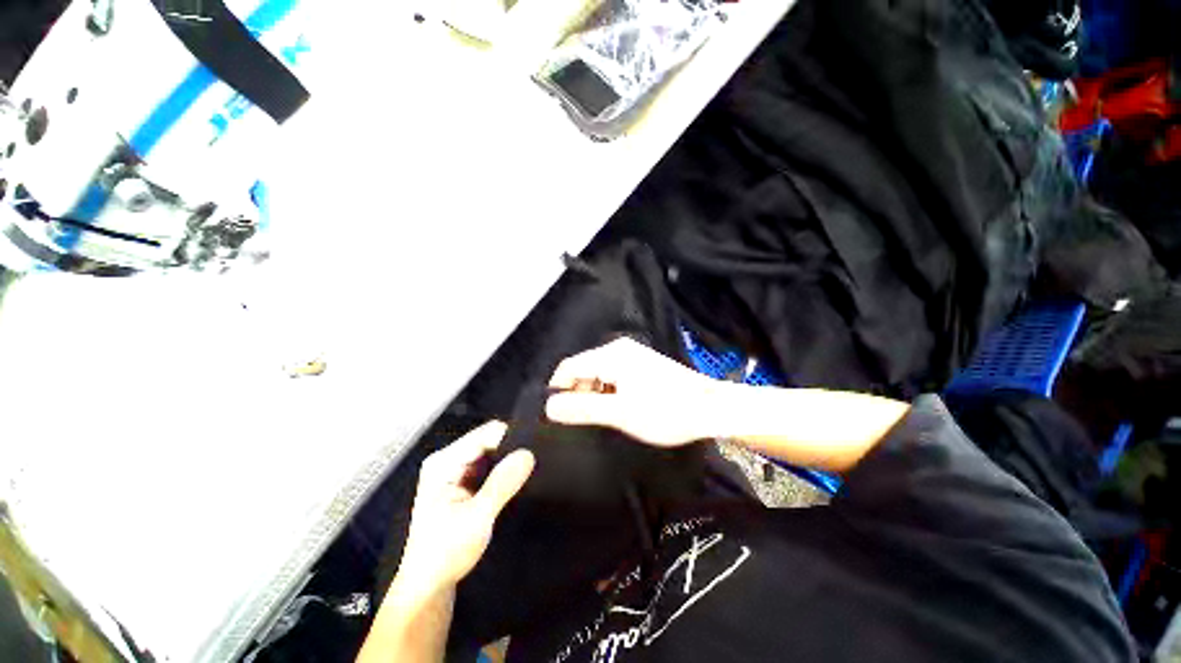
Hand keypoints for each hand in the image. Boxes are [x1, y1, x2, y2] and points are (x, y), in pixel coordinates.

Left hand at [395, 422, 534, 595]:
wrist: (429, 587)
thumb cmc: (446, 553)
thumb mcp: (477, 518)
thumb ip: (502, 483)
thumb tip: (528, 453)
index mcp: (444, 462)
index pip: (484, 434)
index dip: (511, 438)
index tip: (535, 448)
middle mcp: (449, 460)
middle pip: (488, 440)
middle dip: (511, 448)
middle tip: (536, 461)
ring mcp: (456, 471)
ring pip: (492, 452)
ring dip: (509, 460)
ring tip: (531, 468)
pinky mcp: (464, 483)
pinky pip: (490, 466)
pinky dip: (504, 471)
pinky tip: (518, 478)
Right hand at [546, 338, 718, 446]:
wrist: (710, 407)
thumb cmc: (665, 411)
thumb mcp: (619, 413)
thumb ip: (582, 409)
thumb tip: (549, 406)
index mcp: (610, 355)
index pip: (568, 367)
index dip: (559, 389)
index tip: (559, 414)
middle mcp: (618, 349)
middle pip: (583, 369)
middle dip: (578, 393)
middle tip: (586, 420)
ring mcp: (632, 355)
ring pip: (598, 373)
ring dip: (594, 394)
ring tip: (605, 416)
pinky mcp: (642, 364)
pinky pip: (613, 375)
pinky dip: (608, 391)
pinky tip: (619, 407)